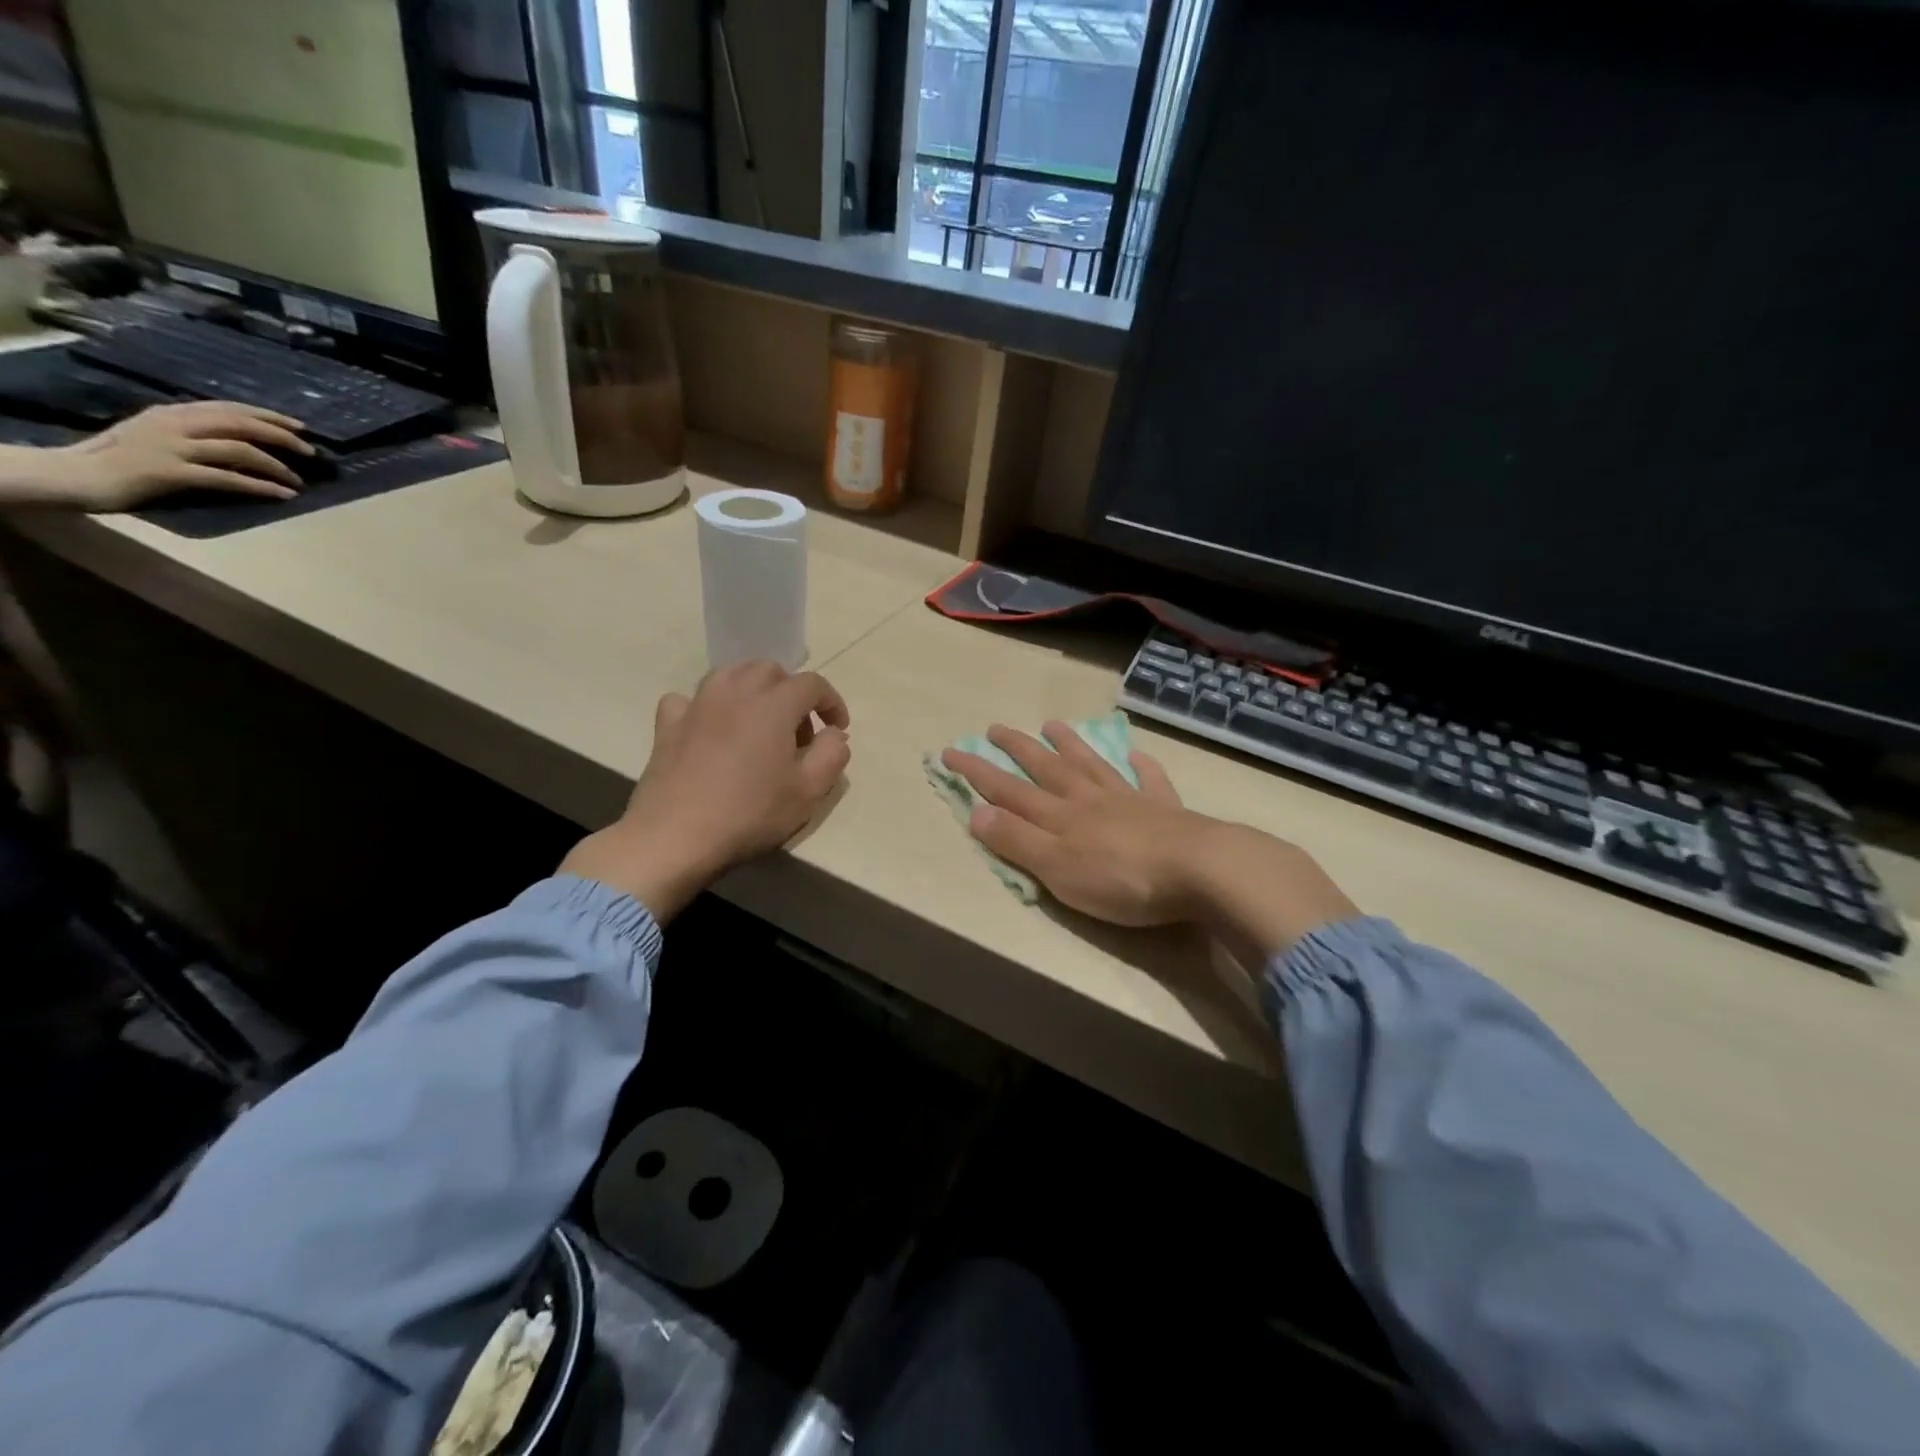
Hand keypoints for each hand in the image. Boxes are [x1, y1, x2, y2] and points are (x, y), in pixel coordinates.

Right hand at [43, 402, 312, 510]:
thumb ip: (194, 433)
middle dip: (280, 436)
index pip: (229, 408)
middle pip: (240, 423)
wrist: (76, 474)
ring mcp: (172, 447)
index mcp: (172, 413)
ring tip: (299, 481)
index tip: (300, 427)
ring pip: (239, 449)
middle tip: (311, 452)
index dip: (267, 416)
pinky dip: (261, 486)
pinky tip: (283, 495)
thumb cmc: (121, 459)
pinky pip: (228, 478)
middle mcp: (174, 423)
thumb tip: (241, 442)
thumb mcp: (159, 435)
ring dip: (277, 466)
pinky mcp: (172, 472)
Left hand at [560, 661, 851, 920]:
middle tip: (798, 730)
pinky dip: (705, 706)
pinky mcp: (668, 726)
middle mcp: (735, 692)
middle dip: (791, 691)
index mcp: (773, 705)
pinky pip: (688, 700)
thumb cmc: (750, 813)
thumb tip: (835, 734)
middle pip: (769, 670)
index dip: (831, 702)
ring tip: (758, 721)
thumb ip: (832, 754)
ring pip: (729, 674)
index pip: (812, 684)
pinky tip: (709, 728)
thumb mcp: (809, 791)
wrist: (676, 836)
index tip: (838, 728)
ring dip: (751, 689)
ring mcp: (696, 706)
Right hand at [942, 722, 1358, 962]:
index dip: (977, 772)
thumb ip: (1016, 841)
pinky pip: (1149, 781)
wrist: (1199, 871)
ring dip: (1070, 745)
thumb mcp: (1056, 869)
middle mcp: (1089, 799)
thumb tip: (976, 812)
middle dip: (1017, 749)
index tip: (950, 751)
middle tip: (995, 727)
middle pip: (1046, 768)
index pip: (1007, 790)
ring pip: (1092, 765)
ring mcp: (1129, 800)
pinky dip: (1140, 766)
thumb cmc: (1121, 879)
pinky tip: (1136, 754)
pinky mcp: (1166, 811)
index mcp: (1059, 816)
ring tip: (1053, 724)